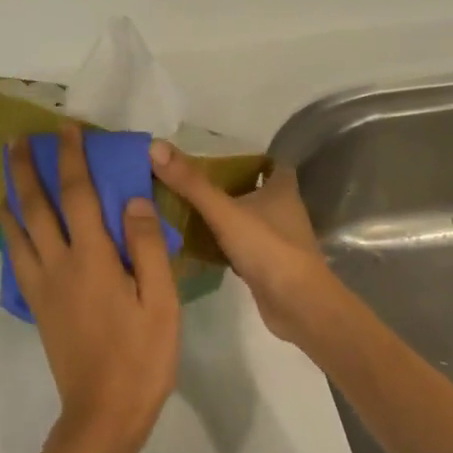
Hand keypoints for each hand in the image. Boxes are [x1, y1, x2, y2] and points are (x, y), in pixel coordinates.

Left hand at [2, 125, 180, 452]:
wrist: (103, 413)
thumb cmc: (142, 357)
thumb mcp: (161, 302)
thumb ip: (145, 247)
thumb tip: (131, 199)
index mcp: (92, 258)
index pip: (78, 194)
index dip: (72, 158)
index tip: (67, 130)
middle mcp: (59, 264)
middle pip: (35, 206)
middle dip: (25, 169)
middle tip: (17, 141)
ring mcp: (43, 286)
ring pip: (17, 232)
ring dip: (10, 198)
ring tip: (5, 177)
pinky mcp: (38, 306)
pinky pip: (17, 259)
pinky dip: (11, 235)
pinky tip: (12, 229)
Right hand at [149, 142, 339, 345]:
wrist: (297, 305)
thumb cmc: (268, 249)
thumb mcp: (224, 211)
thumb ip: (191, 183)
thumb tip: (155, 146)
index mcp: (282, 190)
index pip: (270, 163)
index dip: (247, 157)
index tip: (215, 157)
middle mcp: (283, 211)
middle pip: (255, 190)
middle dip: (227, 186)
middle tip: (189, 182)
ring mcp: (277, 240)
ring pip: (247, 219)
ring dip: (224, 215)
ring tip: (185, 209)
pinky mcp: (268, 266)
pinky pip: (241, 246)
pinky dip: (223, 243)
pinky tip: (197, 245)